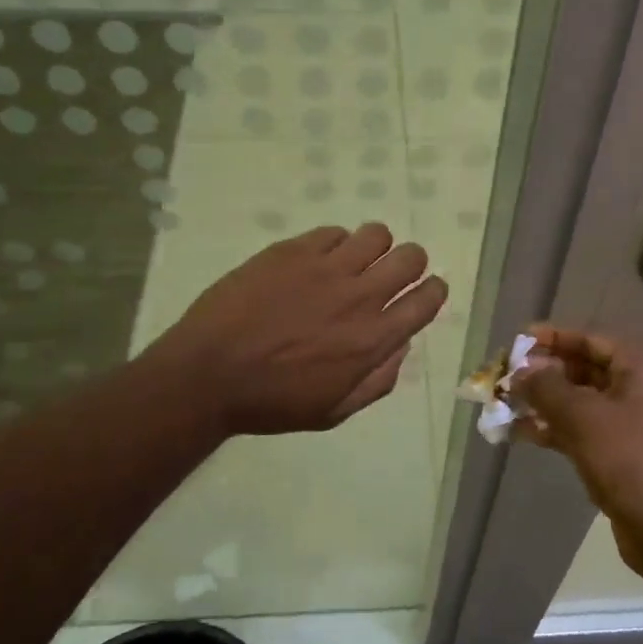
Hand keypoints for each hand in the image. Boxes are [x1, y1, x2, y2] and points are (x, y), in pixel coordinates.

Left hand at [153, 222, 446, 435]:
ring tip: (354, 261)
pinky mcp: (293, 250)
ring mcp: (325, 268)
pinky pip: (333, 232)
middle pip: (410, 257)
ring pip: (376, 234)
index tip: (427, 291)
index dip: (434, 291)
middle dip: (410, 263)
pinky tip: (317, 261)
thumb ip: (377, 380)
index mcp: (373, 339)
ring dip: (374, 247)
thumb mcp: (333, 411)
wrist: (208, 374)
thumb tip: (400, 346)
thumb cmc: (271, 402)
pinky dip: (335, 244)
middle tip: (391, 274)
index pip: (426, 300)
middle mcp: (359, 296)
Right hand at [510, 325, 642, 570]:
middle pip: (586, 369)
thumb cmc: (630, 461)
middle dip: (545, 373)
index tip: (518, 339)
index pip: (591, 340)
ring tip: (506, 405)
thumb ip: (547, 387)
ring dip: (546, 403)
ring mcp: (637, 424)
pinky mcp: (627, 454)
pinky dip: (557, 429)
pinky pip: (587, 429)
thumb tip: (521, 370)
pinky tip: (522, 434)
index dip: (553, 338)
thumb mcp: (582, 417)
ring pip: (583, 402)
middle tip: (508, 376)